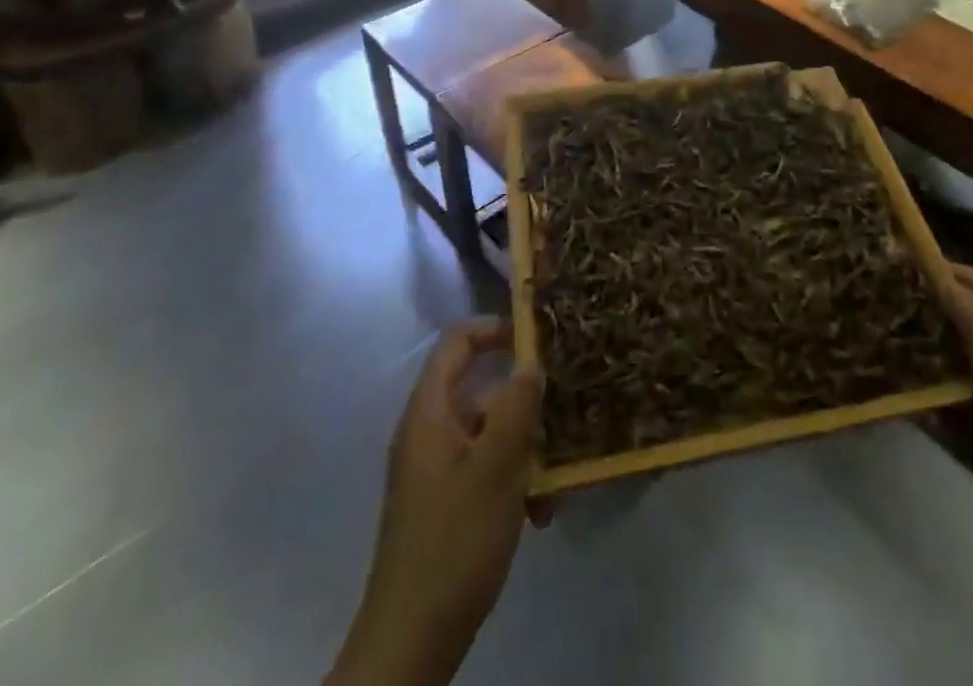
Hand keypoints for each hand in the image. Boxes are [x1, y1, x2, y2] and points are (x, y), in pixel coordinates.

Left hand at [331, 320, 542, 685]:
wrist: (411, 642)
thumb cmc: (455, 541)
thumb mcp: (496, 467)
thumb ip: (517, 407)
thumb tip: (530, 363)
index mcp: (429, 412)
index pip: (457, 342)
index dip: (495, 330)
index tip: (536, 340)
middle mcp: (428, 432)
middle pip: (479, 389)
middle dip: (523, 403)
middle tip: (561, 415)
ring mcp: (434, 470)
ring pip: (488, 434)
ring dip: (524, 450)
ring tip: (555, 482)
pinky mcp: (443, 503)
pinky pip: (483, 470)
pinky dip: (512, 481)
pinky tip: (539, 514)